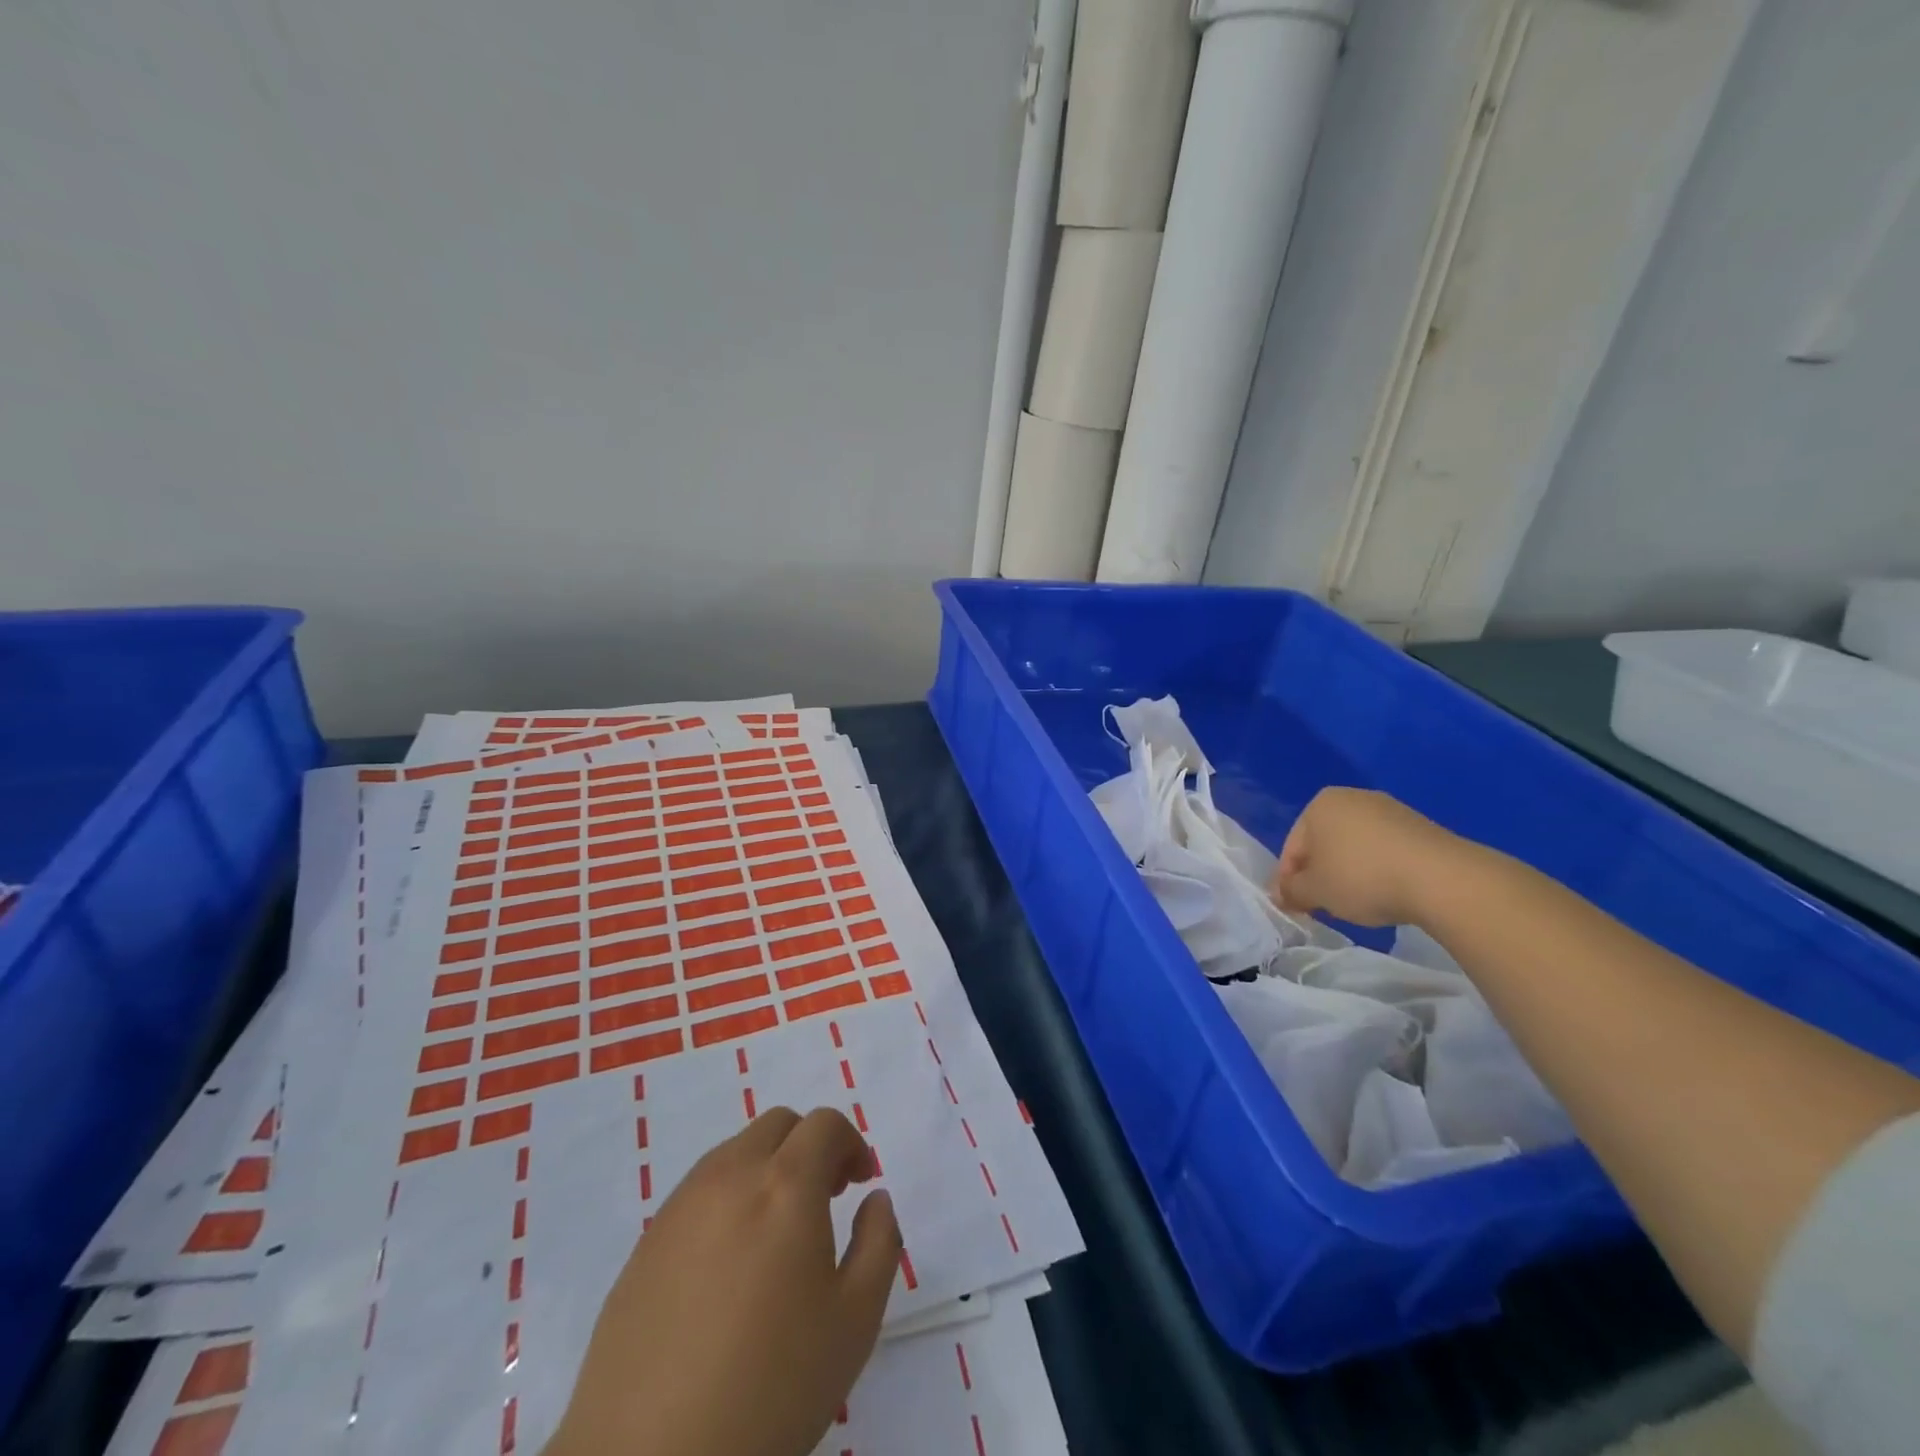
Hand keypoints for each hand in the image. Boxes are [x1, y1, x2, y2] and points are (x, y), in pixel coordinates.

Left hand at [544, 1106, 901, 1455]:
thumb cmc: (770, 1387)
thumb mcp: (854, 1321)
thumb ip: (879, 1243)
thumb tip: (875, 1199)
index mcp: (785, 1184)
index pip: (824, 1124)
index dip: (851, 1144)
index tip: (861, 1184)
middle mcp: (731, 1175)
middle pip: (778, 1126)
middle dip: (810, 1147)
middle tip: (824, 1199)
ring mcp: (682, 1205)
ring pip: (736, 1153)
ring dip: (767, 1170)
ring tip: (777, 1237)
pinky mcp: (647, 1242)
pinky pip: (699, 1192)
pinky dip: (728, 1200)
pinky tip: (729, 1268)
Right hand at [1271, 788, 1462, 927]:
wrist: (1442, 879)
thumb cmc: (1362, 878)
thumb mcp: (1315, 891)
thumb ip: (1291, 891)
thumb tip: (1282, 894)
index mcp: (1320, 804)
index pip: (1292, 848)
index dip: (1289, 881)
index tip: (1294, 907)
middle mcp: (1352, 798)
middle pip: (1323, 844)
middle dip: (1319, 875)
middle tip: (1322, 907)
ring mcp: (1390, 809)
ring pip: (1354, 847)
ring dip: (1348, 874)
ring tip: (1356, 904)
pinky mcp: (1419, 827)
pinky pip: (1384, 850)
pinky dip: (1377, 870)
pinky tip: (1386, 893)